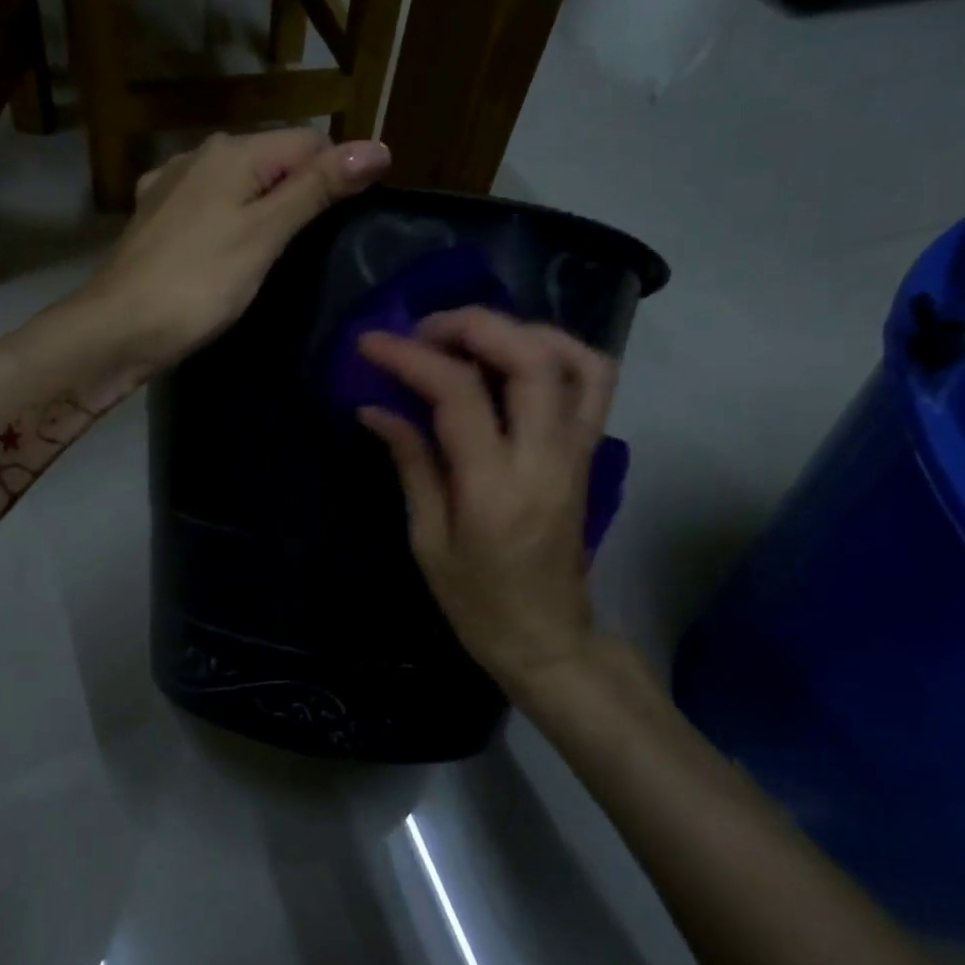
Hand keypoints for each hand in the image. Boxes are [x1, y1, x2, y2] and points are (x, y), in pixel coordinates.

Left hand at [81, 129, 391, 372]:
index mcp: (232, 152)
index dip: (338, 173)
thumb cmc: (199, 284)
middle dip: (301, 190)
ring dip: (264, 207)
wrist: (118, 329)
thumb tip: (377, 146)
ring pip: (238, 184)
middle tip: (315, 247)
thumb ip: (317, 189)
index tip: (349, 222)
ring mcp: (169, 185)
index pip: (309, 141)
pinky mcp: (153, 217)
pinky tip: (226, 252)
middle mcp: (198, 154)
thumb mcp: (266, 235)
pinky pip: (207, 207)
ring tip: (275, 255)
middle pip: (272, 159)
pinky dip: (227, 222)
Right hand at [357, 307, 626, 706]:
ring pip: (574, 359)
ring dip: (520, 330)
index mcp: (494, 488)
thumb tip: (376, 408)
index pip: (458, 394)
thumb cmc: (477, 603)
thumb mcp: (428, 541)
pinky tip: (516, 358)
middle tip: (423, 331)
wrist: (548, 638)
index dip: (410, 358)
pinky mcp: (589, 453)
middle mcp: (546, 458)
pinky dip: (557, 351)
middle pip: (530, 358)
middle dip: (472, 325)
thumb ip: (411, 464)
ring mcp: (577, 452)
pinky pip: (593, 382)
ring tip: (471, 338)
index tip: (371, 344)